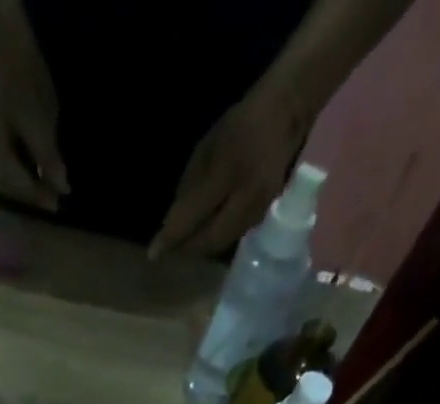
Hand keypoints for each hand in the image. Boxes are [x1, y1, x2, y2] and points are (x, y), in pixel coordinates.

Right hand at [0, 9, 68, 211]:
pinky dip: (15, 177)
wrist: (3, 48)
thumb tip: (62, 189)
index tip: (59, 204)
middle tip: (52, 202)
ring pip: (2, 181)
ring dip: (22, 189)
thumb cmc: (24, 81)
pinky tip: (27, 177)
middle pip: (8, 187)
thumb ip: (48, 158)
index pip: (18, 184)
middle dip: (30, 196)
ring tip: (42, 193)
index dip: (39, 196)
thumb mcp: (41, 120)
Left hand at [150, 95, 302, 258]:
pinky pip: (232, 237)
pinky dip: (215, 240)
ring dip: (200, 248)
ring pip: (221, 243)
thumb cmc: (240, 124)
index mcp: (228, 172)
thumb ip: (188, 189)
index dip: (172, 237)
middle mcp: (246, 198)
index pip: (193, 216)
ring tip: (184, 244)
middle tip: (170, 249)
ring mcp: (258, 209)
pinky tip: (205, 234)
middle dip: (186, 248)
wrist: (285, 113)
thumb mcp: (206, 149)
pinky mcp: (263, 215)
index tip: (153, 254)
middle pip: (209, 241)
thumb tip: (171, 226)